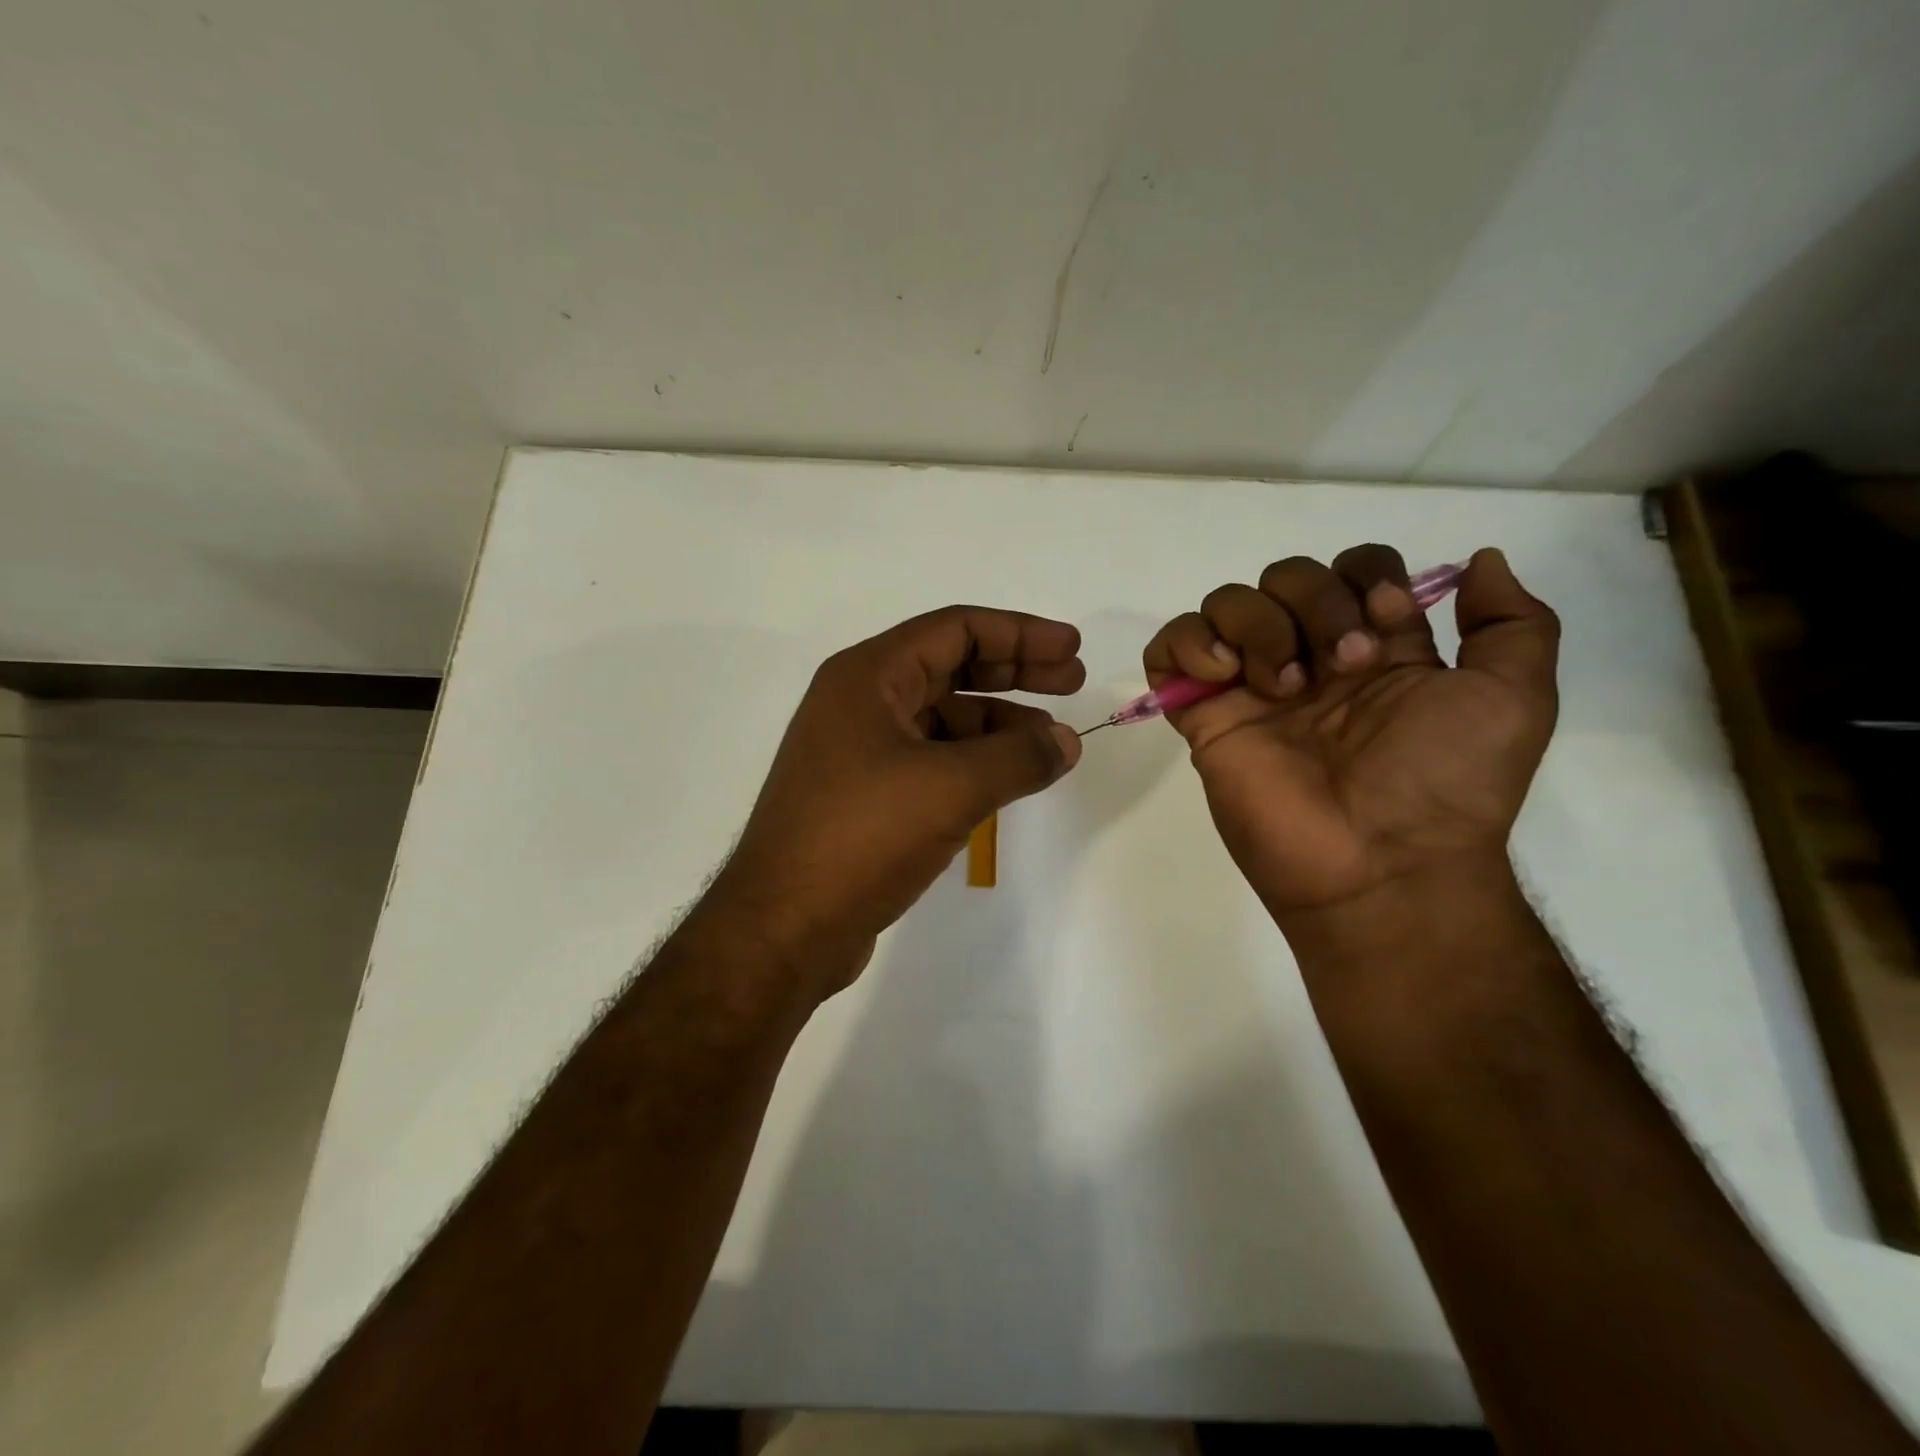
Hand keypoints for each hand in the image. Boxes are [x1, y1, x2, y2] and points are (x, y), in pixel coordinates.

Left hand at [711, 606, 1084, 995]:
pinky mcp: (866, 795)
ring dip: (999, 724)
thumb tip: (1065, 742)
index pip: (955, 630)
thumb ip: (1018, 757)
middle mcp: (859, 703)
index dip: (1019, 633)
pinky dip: (974, 762)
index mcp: (868, 677)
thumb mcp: (951, 788)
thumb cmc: (863, 837)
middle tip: (1073, 682)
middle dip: (1015, 671)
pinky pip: (932, 759)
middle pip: (950, 667)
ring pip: (943, 719)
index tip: (1071, 649)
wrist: (784, 927)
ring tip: (1052, 743)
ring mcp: (859, 751)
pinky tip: (1009, 778)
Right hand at [1144, 546, 1558, 922]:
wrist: (1379, 862)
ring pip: (1226, 602)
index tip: (1387, 624)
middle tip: (1339, 669)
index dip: (1366, 577)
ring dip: (1256, 624)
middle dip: (1315, 602)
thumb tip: (1480, 560)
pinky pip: (1167, 650)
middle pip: (1286, 575)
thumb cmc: (1445, 782)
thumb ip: (1513, 622)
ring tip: (1280, 686)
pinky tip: (1223, 676)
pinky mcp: (1203, 716)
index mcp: (1375, 649)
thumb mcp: (1515, 697)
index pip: (1352, 567)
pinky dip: (1188, 644)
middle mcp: (1309, 658)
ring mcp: (1250, 687)